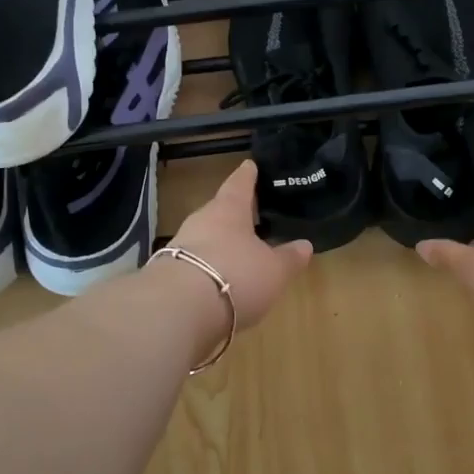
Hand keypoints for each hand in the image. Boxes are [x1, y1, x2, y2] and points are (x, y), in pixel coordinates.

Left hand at [165, 160, 313, 328]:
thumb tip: (305, 245)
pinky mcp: (168, 273)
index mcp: (229, 209)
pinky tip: (219, 279)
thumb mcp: (274, 270)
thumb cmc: (236, 275)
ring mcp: (181, 245)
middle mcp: (202, 220)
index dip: (248, 174)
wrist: (178, 309)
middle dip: (234, 213)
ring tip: (239, 251)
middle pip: (220, 210)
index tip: (250, 164)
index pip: (240, 183)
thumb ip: (289, 258)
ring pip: (205, 237)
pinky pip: (195, 262)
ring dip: (221, 243)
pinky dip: (208, 267)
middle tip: (252, 215)